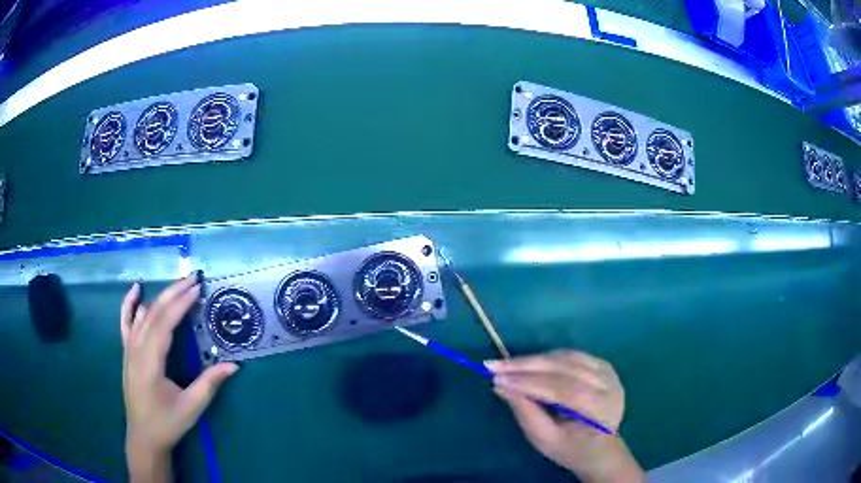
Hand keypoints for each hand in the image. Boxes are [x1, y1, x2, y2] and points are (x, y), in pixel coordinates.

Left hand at [121, 274, 237, 481]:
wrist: (144, 436)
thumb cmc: (168, 423)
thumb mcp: (192, 407)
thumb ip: (210, 384)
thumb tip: (234, 365)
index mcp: (150, 363)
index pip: (164, 324)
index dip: (181, 304)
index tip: (197, 289)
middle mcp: (136, 350)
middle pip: (154, 313)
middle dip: (173, 293)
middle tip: (193, 278)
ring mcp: (129, 349)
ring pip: (142, 314)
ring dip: (160, 297)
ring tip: (178, 284)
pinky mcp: (127, 351)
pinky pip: (126, 321)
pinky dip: (130, 303)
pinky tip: (137, 289)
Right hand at [487, 351, 643, 482]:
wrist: (601, 449)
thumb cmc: (572, 450)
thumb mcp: (545, 440)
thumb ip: (526, 414)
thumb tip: (501, 386)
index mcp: (600, 408)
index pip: (563, 389)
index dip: (529, 383)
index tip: (497, 379)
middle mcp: (609, 384)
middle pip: (565, 368)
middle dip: (527, 366)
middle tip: (495, 365)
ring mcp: (608, 372)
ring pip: (567, 357)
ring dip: (535, 360)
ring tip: (507, 365)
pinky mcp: (603, 365)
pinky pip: (572, 356)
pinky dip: (547, 358)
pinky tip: (528, 363)